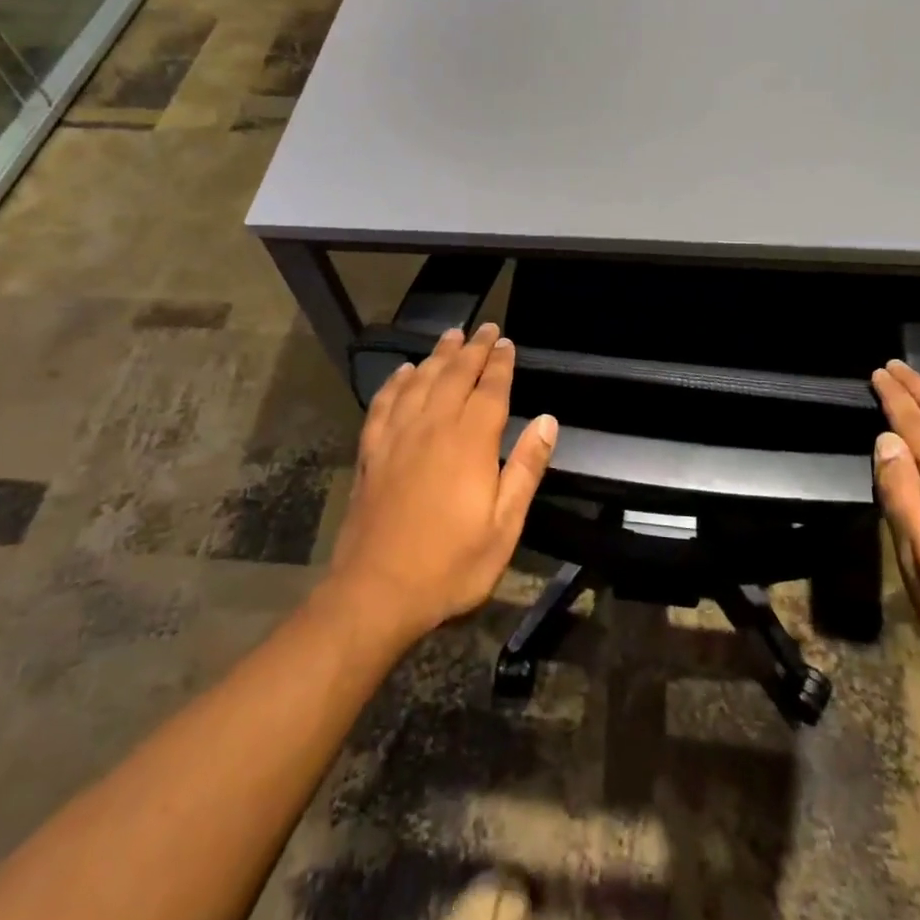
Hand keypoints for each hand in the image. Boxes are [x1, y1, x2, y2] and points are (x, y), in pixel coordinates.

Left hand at [327, 323, 558, 642]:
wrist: (376, 591)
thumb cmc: (450, 564)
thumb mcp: (504, 526)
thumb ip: (526, 468)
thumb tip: (547, 420)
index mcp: (470, 441)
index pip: (490, 389)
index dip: (500, 363)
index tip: (507, 341)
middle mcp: (433, 426)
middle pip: (455, 374)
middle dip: (473, 349)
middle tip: (485, 328)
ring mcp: (397, 436)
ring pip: (420, 380)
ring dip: (438, 356)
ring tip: (451, 337)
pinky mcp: (371, 451)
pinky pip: (384, 403)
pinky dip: (396, 382)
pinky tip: (403, 372)